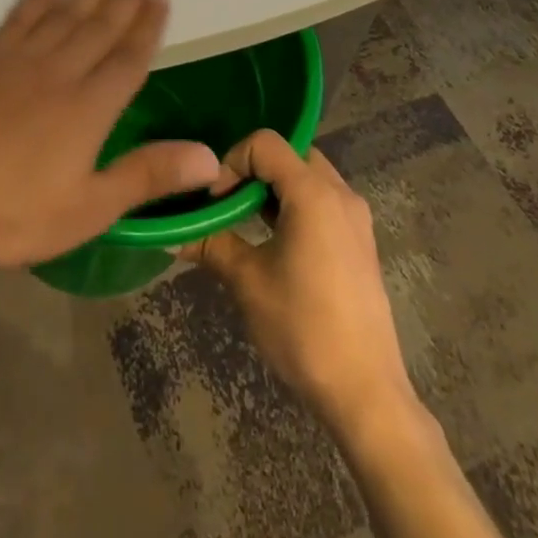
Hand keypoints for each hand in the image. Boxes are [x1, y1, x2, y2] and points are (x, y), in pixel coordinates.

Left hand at [0, 0, 221, 284]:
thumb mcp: (88, 209)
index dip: (149, 26)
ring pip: (66, 13)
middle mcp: (60, 72)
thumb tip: (211, 158)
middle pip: (101, 25)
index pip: (129, 57)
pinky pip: (20, 16)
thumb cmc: (11, 215)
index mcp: (90, 108)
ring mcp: (20, 60)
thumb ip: (148, 175)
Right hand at [179, 130, 412, 429]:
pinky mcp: (360, 241)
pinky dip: (293, 204)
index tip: (214, 199)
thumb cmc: (304, 328)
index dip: (231, 161)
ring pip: (306, 176)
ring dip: (273, 187)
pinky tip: (274, 240)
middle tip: (227, 203)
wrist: (367, 393)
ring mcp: (355, 217)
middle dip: (252, 170)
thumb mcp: (247, 282)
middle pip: (289, 153)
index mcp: (314, 193)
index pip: (265, 143)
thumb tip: (171, 233)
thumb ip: (210, 244)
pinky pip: (322, 200)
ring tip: (244, 221)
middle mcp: (340, 193)